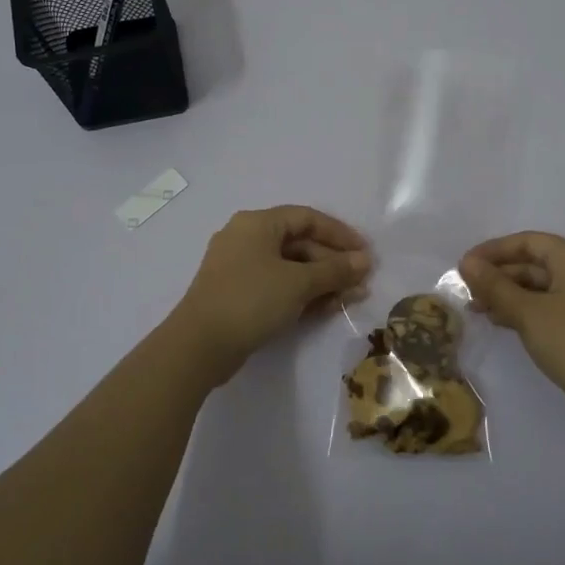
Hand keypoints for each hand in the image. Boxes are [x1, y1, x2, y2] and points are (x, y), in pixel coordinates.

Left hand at [169, 206, 370, 382]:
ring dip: (322, 281)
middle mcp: (247, 239)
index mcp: (257, 223)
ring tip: (351, 298)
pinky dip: (302, 294)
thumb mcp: (299, 283)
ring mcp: (240, 268)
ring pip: (290, 268)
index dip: (339, 233)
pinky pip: (278, 286)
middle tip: (360, 282)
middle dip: (333, 263)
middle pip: (300, 244)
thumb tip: (364, 261)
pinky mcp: (238, 295)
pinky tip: (327, 308)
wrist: (199, 346)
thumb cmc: (251, 300)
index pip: (307, 218)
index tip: (365, 252)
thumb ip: (335, 270)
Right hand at [459, 232, 564, 411]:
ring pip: (540, 286)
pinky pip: (549, 304)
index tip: (465, 265)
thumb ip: (495, 286)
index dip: (494, 250)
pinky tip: (500, 320)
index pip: (528, 241)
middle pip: (534, 263)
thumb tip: (466, 263)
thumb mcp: (527, 312)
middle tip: (467, 290)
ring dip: (508, 294)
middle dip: (499, 275)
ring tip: (477, 308)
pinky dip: (524, 308)